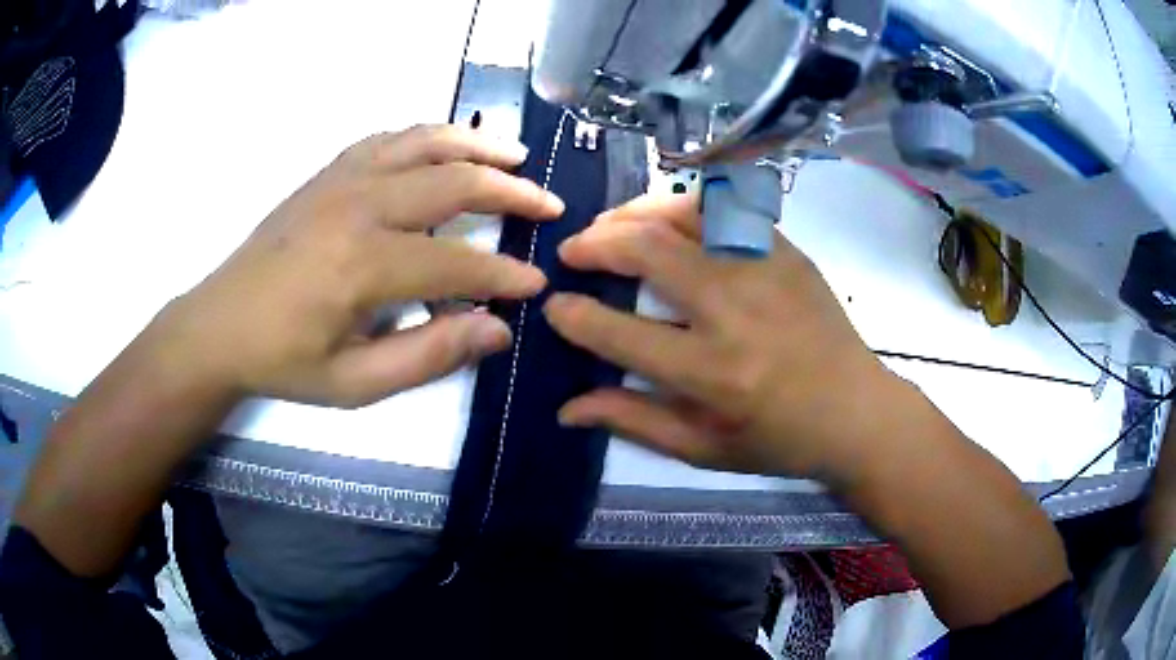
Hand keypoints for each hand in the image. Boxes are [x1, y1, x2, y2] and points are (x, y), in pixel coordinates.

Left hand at [154, 125, 563, 406]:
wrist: (220, 323)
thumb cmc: (284, 361)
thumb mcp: (354, 382)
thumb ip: (427, 356)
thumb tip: (495, 331)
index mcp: (362, 265)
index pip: (457, 263)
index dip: (503, 276)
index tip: (535, 286)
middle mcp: (359, 206)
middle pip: (454, 182)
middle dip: (512, 194)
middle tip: (549, 206)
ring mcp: (342, 179)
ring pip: (426, 143)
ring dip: (479, 146)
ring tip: (517, 156)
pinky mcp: (328, 171)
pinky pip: (389, 138)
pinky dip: (429, 136)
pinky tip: (449, 146)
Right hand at [544, 193, 904, 477]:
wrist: (856, 411)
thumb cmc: (778, 440)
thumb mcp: (703, 448)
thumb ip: (633, 421)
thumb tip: (567, 408)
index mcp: (711, 373)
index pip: (618, 332)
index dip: (573, 315)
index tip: (555, 305)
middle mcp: (735, 310)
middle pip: (648, 250)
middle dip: (595, 243)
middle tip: (574, 251)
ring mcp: (765, 270)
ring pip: (685, 212)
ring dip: (636, 211)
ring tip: (614, 224)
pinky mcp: (786, 251)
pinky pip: (727, 207)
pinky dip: (686, 204)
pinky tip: (670, 217)